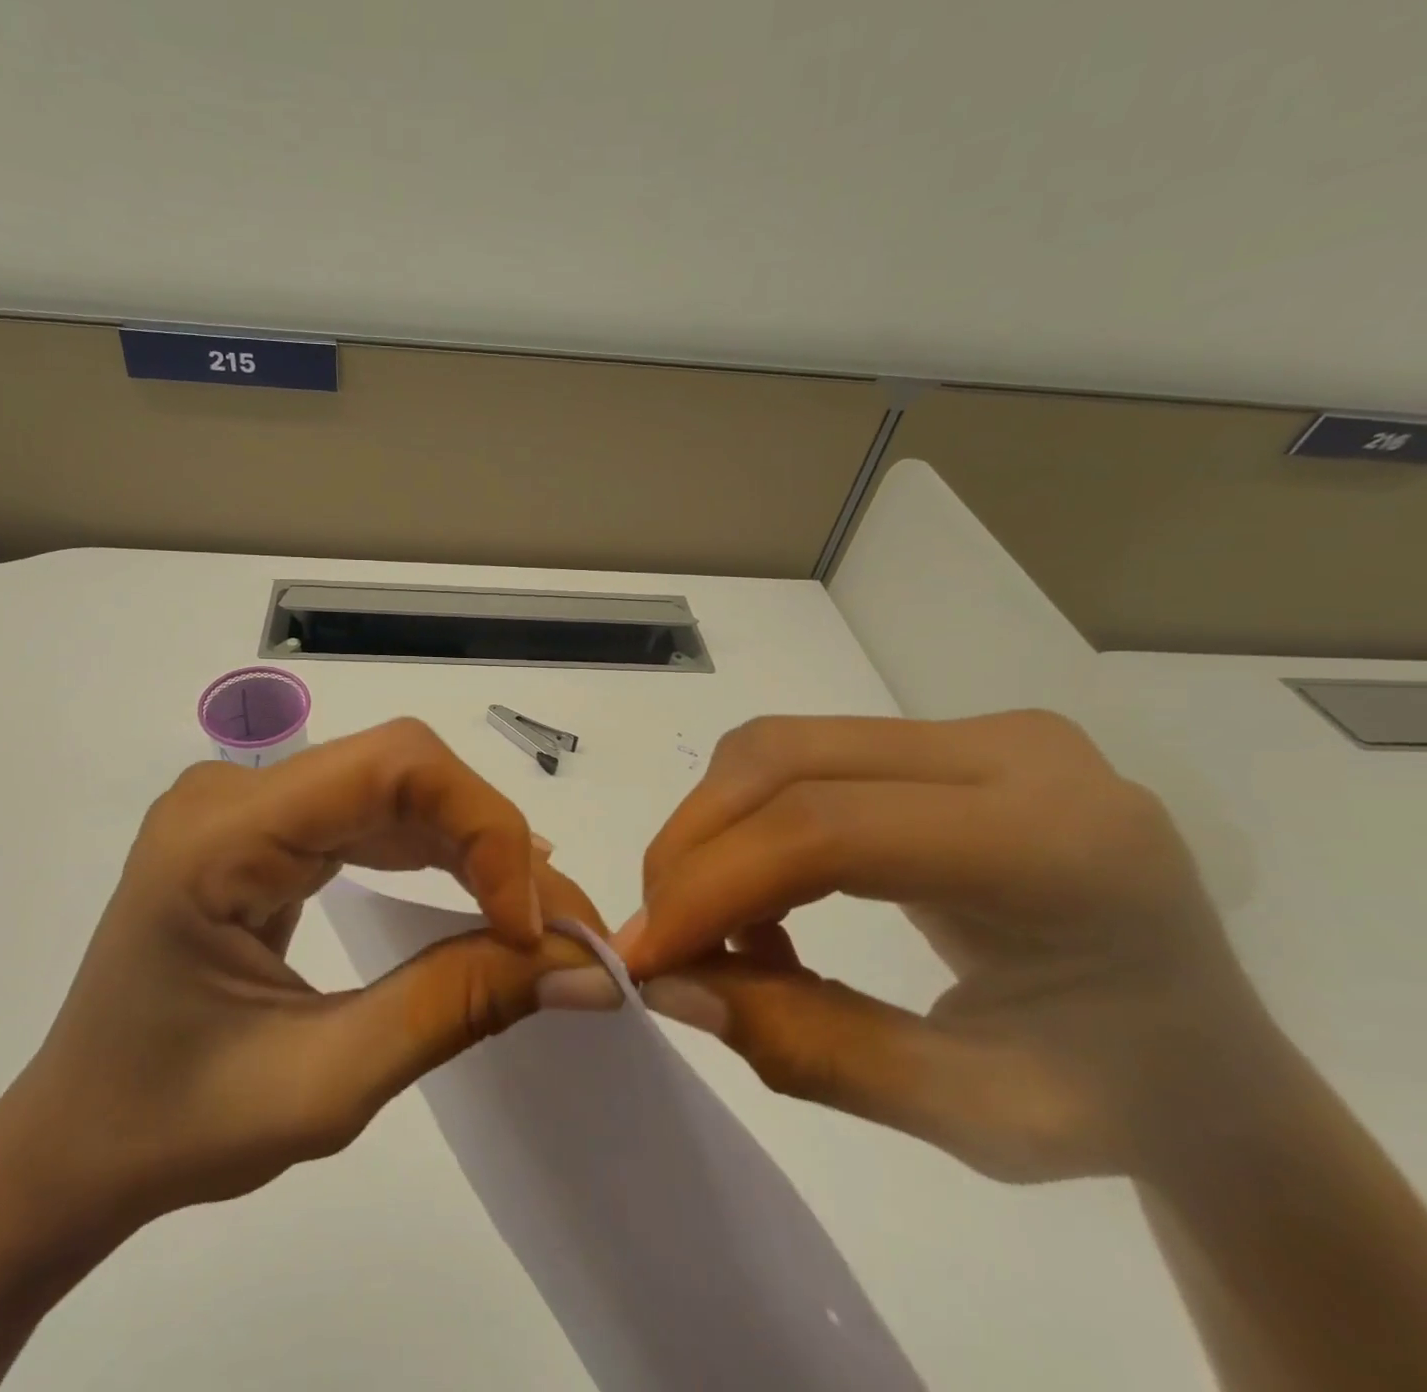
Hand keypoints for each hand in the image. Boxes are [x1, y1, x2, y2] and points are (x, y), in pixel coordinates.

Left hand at [0, 718, 607, 1242]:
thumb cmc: (172, 1128)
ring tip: (533, 920)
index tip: (534, 927)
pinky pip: (373, 815)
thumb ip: (458, 1007)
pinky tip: (480, 896)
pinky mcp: (267, 828)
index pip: (390, 767)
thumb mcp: (324, 1084)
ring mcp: (248, 804)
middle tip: (559, 929)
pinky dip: (437, 854)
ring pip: (396, 786)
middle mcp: (233, 792)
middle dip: (491, 841)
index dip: (483, 828)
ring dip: (474, 846)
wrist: (74, 1143)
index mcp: (220, 835)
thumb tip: (584, 968)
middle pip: (400, 769)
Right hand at [616, 710, 1287, 1183]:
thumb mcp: (970, 1116)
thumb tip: (671, 984)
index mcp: (1062, 847)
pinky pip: (802, 757)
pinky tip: (764, 895)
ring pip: (779, 747)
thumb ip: (811, 1049)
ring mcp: (979, 731)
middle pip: (786, 760)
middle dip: (694, 847)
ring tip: (717, 924)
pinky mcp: (943, 739)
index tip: (644, 955)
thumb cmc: (1116, 1104)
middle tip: (659, 934)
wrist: (1201, 1054)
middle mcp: (1017, 752)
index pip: (830, 830)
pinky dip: (747, 821)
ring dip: (713, 829)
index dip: (714, 885)